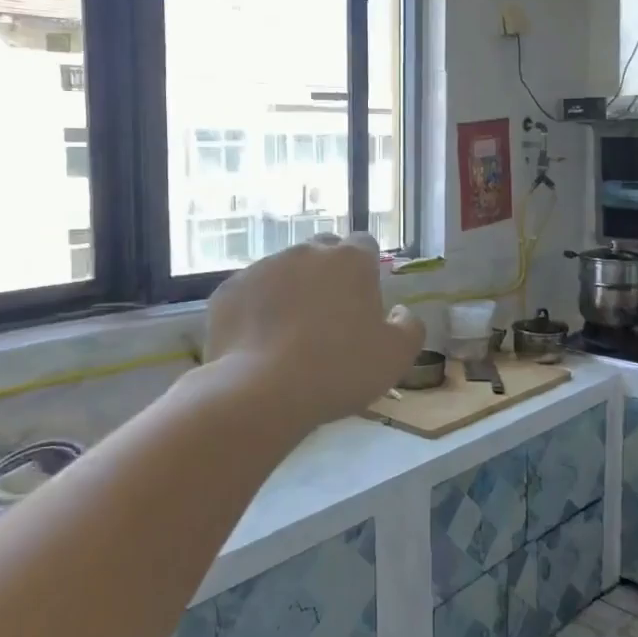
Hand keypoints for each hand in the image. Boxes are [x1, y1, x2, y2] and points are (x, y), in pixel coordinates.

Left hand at [203, 234, 425, 430]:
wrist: (262, 392)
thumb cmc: (340, 370)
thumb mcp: (397, 356)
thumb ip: (409, 326)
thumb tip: (399, 312)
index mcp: (350, 260)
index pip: (364, 244)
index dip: (366, 268)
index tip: (364, 298)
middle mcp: (306, 252)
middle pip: (322, 252)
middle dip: (328, 274)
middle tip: (330, 316)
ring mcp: (262, 267)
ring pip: (283, 271)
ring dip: (291, 291)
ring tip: (290, 334)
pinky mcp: (228, 290)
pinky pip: (250, 293)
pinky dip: (257, 309)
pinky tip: (260, 343)